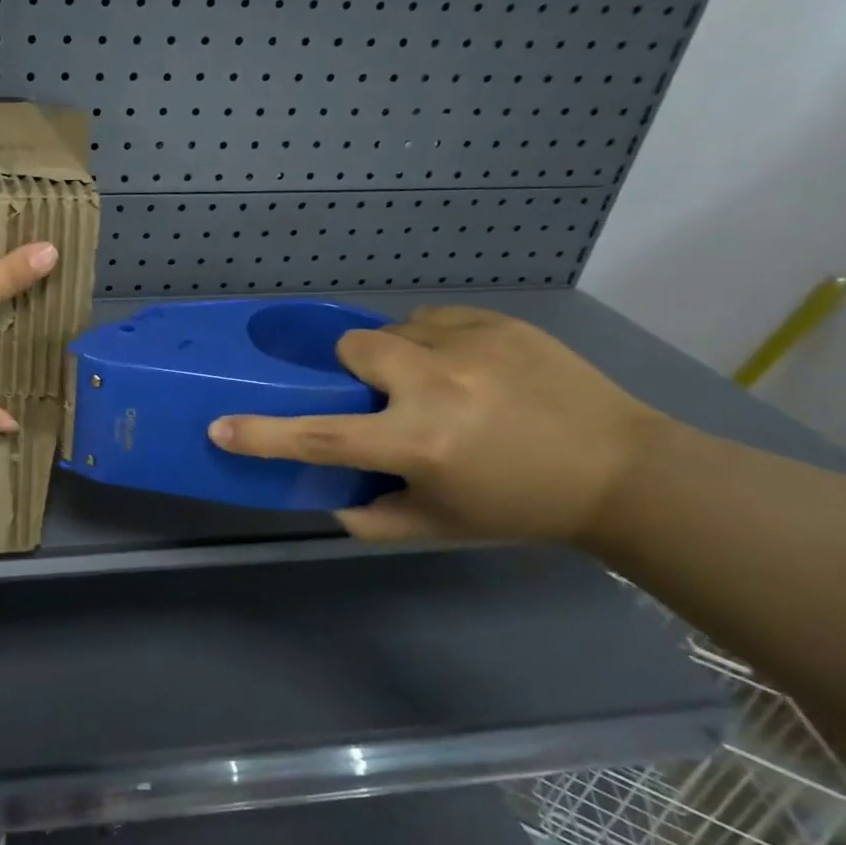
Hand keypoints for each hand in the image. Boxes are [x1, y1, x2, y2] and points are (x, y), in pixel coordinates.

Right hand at [208, 305, 667, 542]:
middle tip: (380, 395)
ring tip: (433, 381)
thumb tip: (329, 496)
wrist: (625, 471)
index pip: (320, 438)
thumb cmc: (520, 507)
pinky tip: (466, 367)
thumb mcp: (437, 526)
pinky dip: (433, 340)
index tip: (220, 427)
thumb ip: (370, 517)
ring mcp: (470, 346)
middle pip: (353, 347)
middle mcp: (436, 386)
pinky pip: (435, 319)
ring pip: (394, 329)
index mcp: (418, 443)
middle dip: (353, 369)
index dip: (263, 435)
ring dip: (396, 355)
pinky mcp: (500, 323)